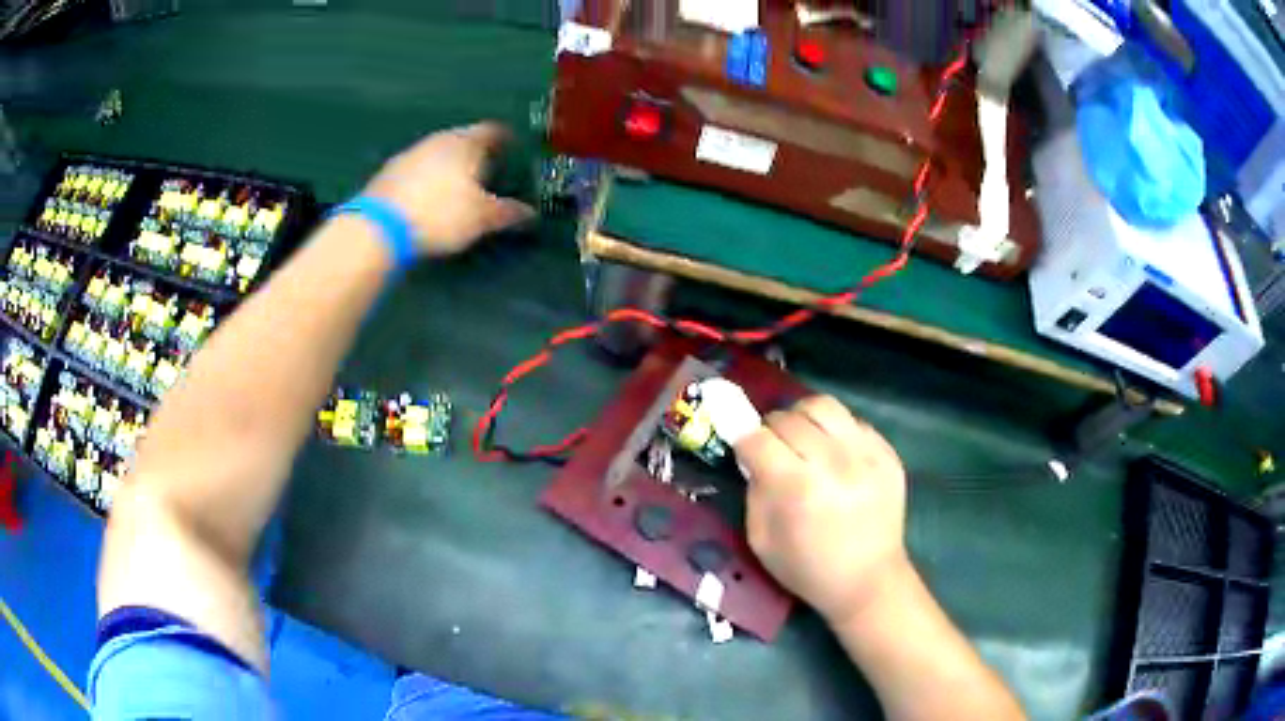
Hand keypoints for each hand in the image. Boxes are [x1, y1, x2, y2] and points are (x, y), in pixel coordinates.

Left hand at [363, 123, 536, 256]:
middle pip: (464, 139)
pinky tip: (429, 196)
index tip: (515, 150)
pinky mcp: (388, 173)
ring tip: (459, 185)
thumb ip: (509, 213)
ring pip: (438, 153)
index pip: (493, 130)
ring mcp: (410, 154)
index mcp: (466, 142)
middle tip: (489, 170)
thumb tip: (532, 215)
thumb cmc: (440, 214)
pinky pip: (418, 169)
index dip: (507, 139)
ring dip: (450, 165)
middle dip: (478, 153)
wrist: (379, 227)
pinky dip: (428, 178)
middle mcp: (438, 140)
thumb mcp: (482, 218)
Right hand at [734, 396, 909, 625]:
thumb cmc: (808, 569)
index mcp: (798, 488)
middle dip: (772, 429)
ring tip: (803, 438)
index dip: (744, 441)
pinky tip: (834, 454)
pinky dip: (836, 431)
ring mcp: (867, 454)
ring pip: (824, 405)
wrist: (868, 582)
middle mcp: (834, 462)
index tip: (744, 450)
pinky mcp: (888, 454)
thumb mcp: (761, 539)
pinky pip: (853, 421)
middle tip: (773, 448)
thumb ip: (755, 490)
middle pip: (789, 418)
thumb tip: (754, 455)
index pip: (758, 438)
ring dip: (804, 417)